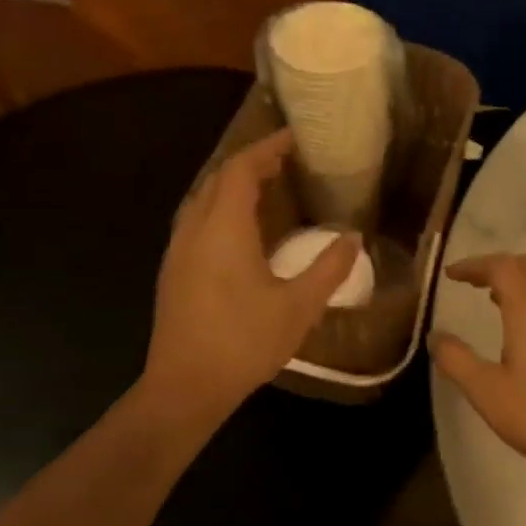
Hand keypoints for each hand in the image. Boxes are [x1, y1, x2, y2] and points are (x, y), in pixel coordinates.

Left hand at [142, 131, 357, 420]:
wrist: (185, 387)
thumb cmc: (243, 343)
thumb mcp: (298, 307)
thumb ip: (329, 268)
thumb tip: (353, 238)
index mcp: (223, 229)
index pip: (240, 169)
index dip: (266, 148)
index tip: (294, 138)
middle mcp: (194, 230)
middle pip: (217, 179)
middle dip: (250, 163)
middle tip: (285, 162)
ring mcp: (178, 251)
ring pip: (202, 199)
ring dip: (232, 186)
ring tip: (267, 189)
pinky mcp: (173, 272)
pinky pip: (196, 221)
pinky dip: (220, 209)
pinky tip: (241, 231)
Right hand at [432, 253, 525, 480]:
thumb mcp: (487, 391)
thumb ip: (456, 359)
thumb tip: (435, 335)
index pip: (501, 266)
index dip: (473, 265)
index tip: (450, 275)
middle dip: (497, 266)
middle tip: (471, 282)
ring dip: (517, 279)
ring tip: (492, 299)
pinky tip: (522, 326)